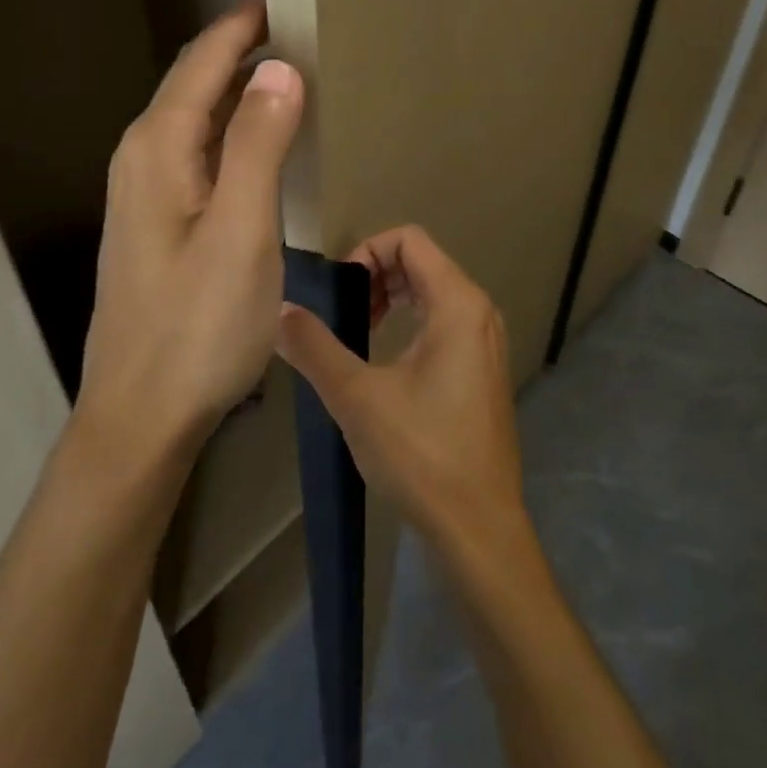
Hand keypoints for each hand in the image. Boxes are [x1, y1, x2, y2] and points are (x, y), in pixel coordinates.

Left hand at [75, 0, 304, 462]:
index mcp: (159, 148)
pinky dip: (234, 128)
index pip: (205, 61)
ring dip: (239, 86)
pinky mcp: (159, 219)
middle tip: (301, 25)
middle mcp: (144, 158)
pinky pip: (200, 151)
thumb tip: (278, 69)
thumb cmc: (197, 326)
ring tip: (290, 68)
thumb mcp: (242, 232)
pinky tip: (263, 139)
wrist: (142, 413)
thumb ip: (258, 146)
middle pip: (196, 82)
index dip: (243, 22)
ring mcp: (147, 191)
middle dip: (242, 46)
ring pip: (197, 117)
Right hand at [276, 226, 526, 554]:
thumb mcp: (356, 397)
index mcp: (458, 304)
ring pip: (433, 292)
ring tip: (359, 331)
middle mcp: (479, 312)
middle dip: (376, 275)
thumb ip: (314, 347)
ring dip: (391, 298)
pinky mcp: (484, 369)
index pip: (410, 239)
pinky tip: (385, 360)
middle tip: (344, 312)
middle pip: (422, 261)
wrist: (478, 527)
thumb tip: (279, 312)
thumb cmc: (421, 454)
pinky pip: (445, 321)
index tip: (340, 292)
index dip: (367, 251)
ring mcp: (486, 342)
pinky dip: (411, 322)